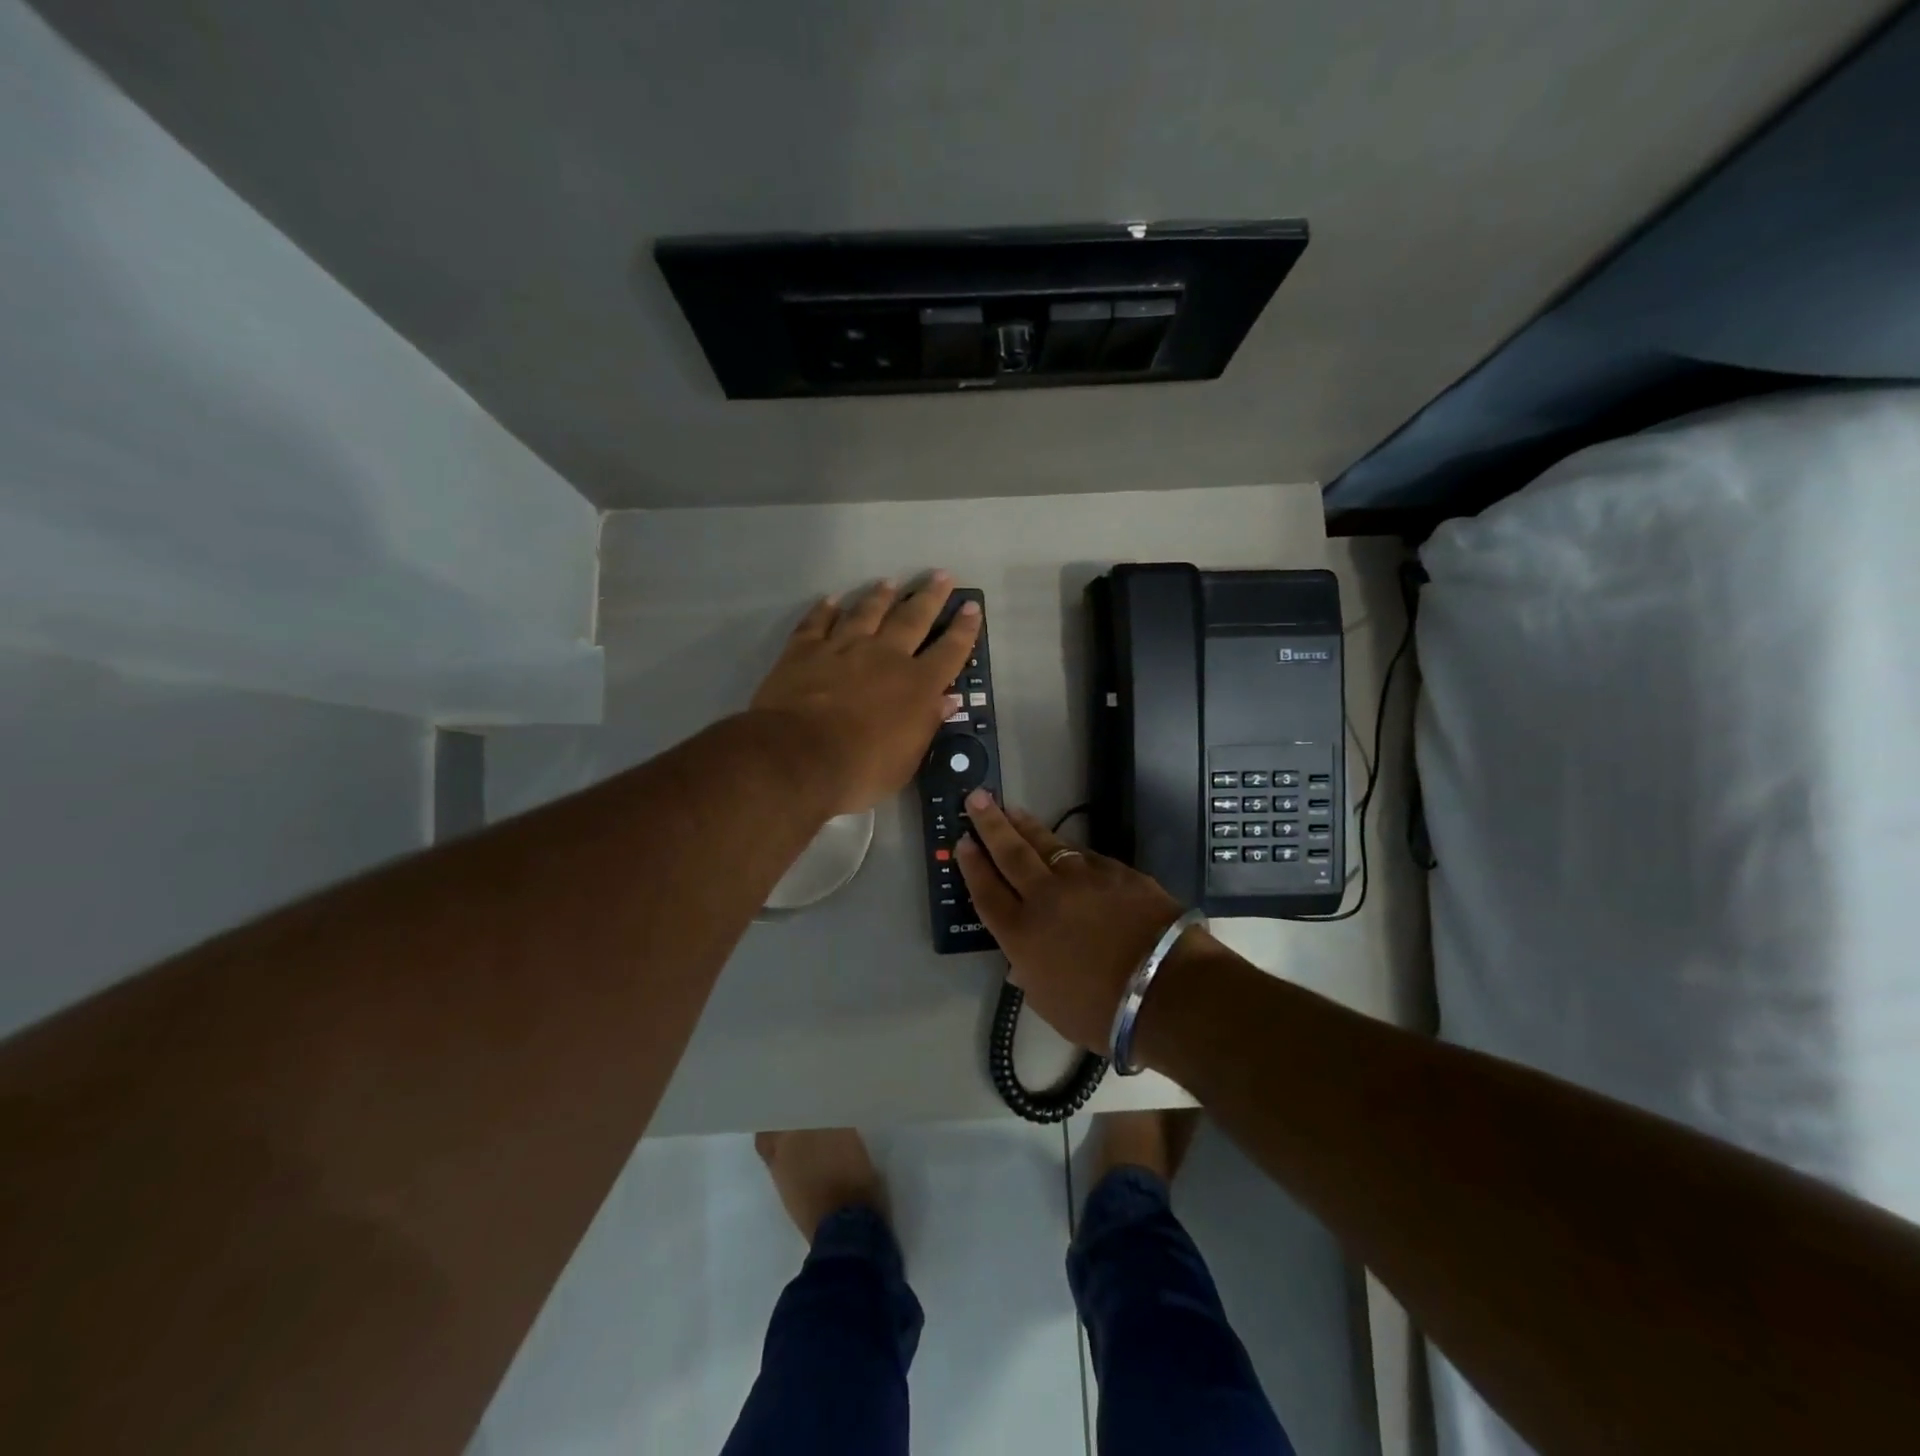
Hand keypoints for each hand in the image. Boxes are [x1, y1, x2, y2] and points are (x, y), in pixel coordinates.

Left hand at [749, 573, 980, 815]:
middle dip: (930, 596)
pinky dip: (826, 609)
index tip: (971, 607)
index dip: (964, 629)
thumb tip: (946, 700)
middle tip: (941, 575)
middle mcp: (885, 656)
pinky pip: (818, 622)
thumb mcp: (906, 760)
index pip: (950, 651)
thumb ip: (926, 725)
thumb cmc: (860, 769)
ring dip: (881, 596)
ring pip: (867, 612)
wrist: (798, 757)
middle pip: (913, 618)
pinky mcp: (804, 650)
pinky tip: (832, 600)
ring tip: (890, 582)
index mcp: (916, 685)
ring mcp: (843, 648)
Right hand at [956, 791, 1192, 1050]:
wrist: (1166, 988)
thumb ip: (1030, 976)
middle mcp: (1045, 896)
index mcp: (1021, 933)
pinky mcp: (1115, 871)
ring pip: (1046, 843)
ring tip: (1011, 809)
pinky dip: (1067, 848)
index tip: (962, 841)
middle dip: (989, 824)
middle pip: (1009, 853)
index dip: (972, 865)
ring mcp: (1082, 878)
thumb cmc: (1102, 1012)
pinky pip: (1083, 854)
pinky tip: (1064, 845)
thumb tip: (1020, 961)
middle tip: (976, 797)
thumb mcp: (1050, 1004)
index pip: (987, 891)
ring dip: (1025, 825)